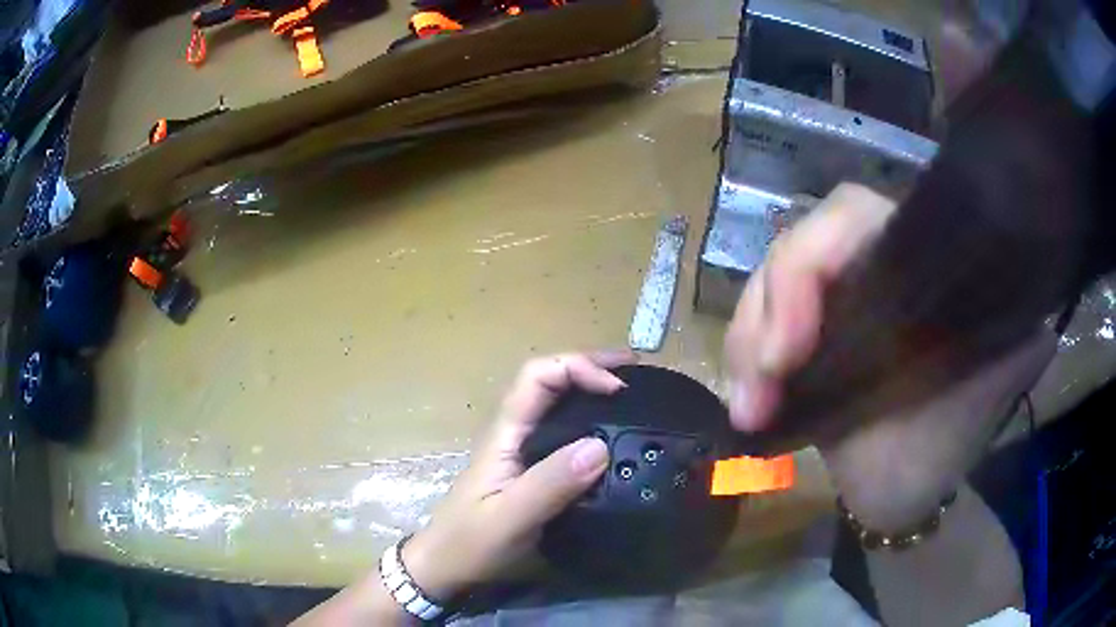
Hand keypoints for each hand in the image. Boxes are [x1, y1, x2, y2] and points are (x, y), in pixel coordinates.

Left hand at [402, 352, 633, 599]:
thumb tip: (601, 446)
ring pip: (558, 405)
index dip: (578, 368)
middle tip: (635, 370)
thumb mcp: (510, 517)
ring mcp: (523, 452)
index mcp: (506, 433)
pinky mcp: (532, 471)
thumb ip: (550, 484)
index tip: (617, 388)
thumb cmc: (471, 542)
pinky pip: (565, 435)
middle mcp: (515, 433)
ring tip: (633, 395)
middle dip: (592, 367)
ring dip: (592, 390)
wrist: (447, 567)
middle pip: (551, 381)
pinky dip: (592, 423)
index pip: (538, 376)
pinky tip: (614, 437)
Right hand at [723, 183, 1055, 531]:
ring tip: (749, 411)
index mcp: (911, 262)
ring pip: (763, 288)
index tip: (795, 348)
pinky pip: (749, 332)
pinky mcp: (794, 345)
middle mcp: (864, 269)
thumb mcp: (989, 392)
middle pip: (795, 247)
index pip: (850, 214)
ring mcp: (824, 308)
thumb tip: (1033, 306)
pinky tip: (745, 409)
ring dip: (743, 344)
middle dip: (767, 310)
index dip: (812, 261)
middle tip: (761, 385)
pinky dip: (737, 363)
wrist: (905, 492)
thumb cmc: (949, 445)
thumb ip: (1016, 342)